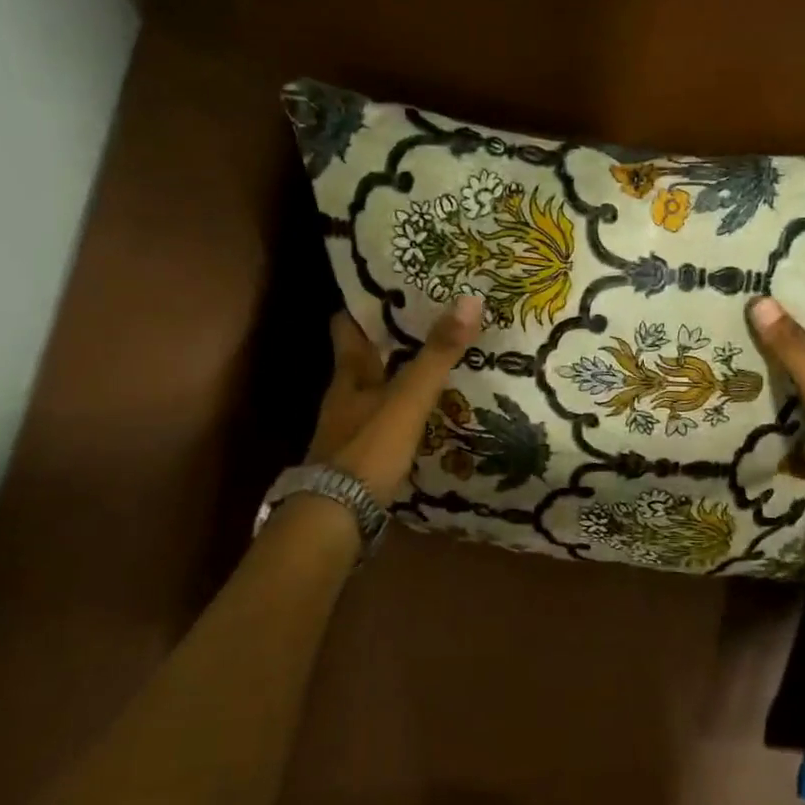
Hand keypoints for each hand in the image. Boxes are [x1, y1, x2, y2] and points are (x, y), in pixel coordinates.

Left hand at [305, 296, 484, 505]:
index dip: (364, 306)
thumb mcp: (408, 398)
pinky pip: (383, 421)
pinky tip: (424, 413)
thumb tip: (469, 299)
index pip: (348, 327)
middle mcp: (344, 397)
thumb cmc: (368, 449)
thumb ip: (437, 354)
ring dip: (397, 376)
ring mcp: (349, 429)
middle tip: (427, 321)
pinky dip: (401, 411)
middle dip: (389, 341)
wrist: (335, 518)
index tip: (391, 287)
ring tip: (433, 363)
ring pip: (374, 390)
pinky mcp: (359, 458)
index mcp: (349, 375)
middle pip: (363, 358)